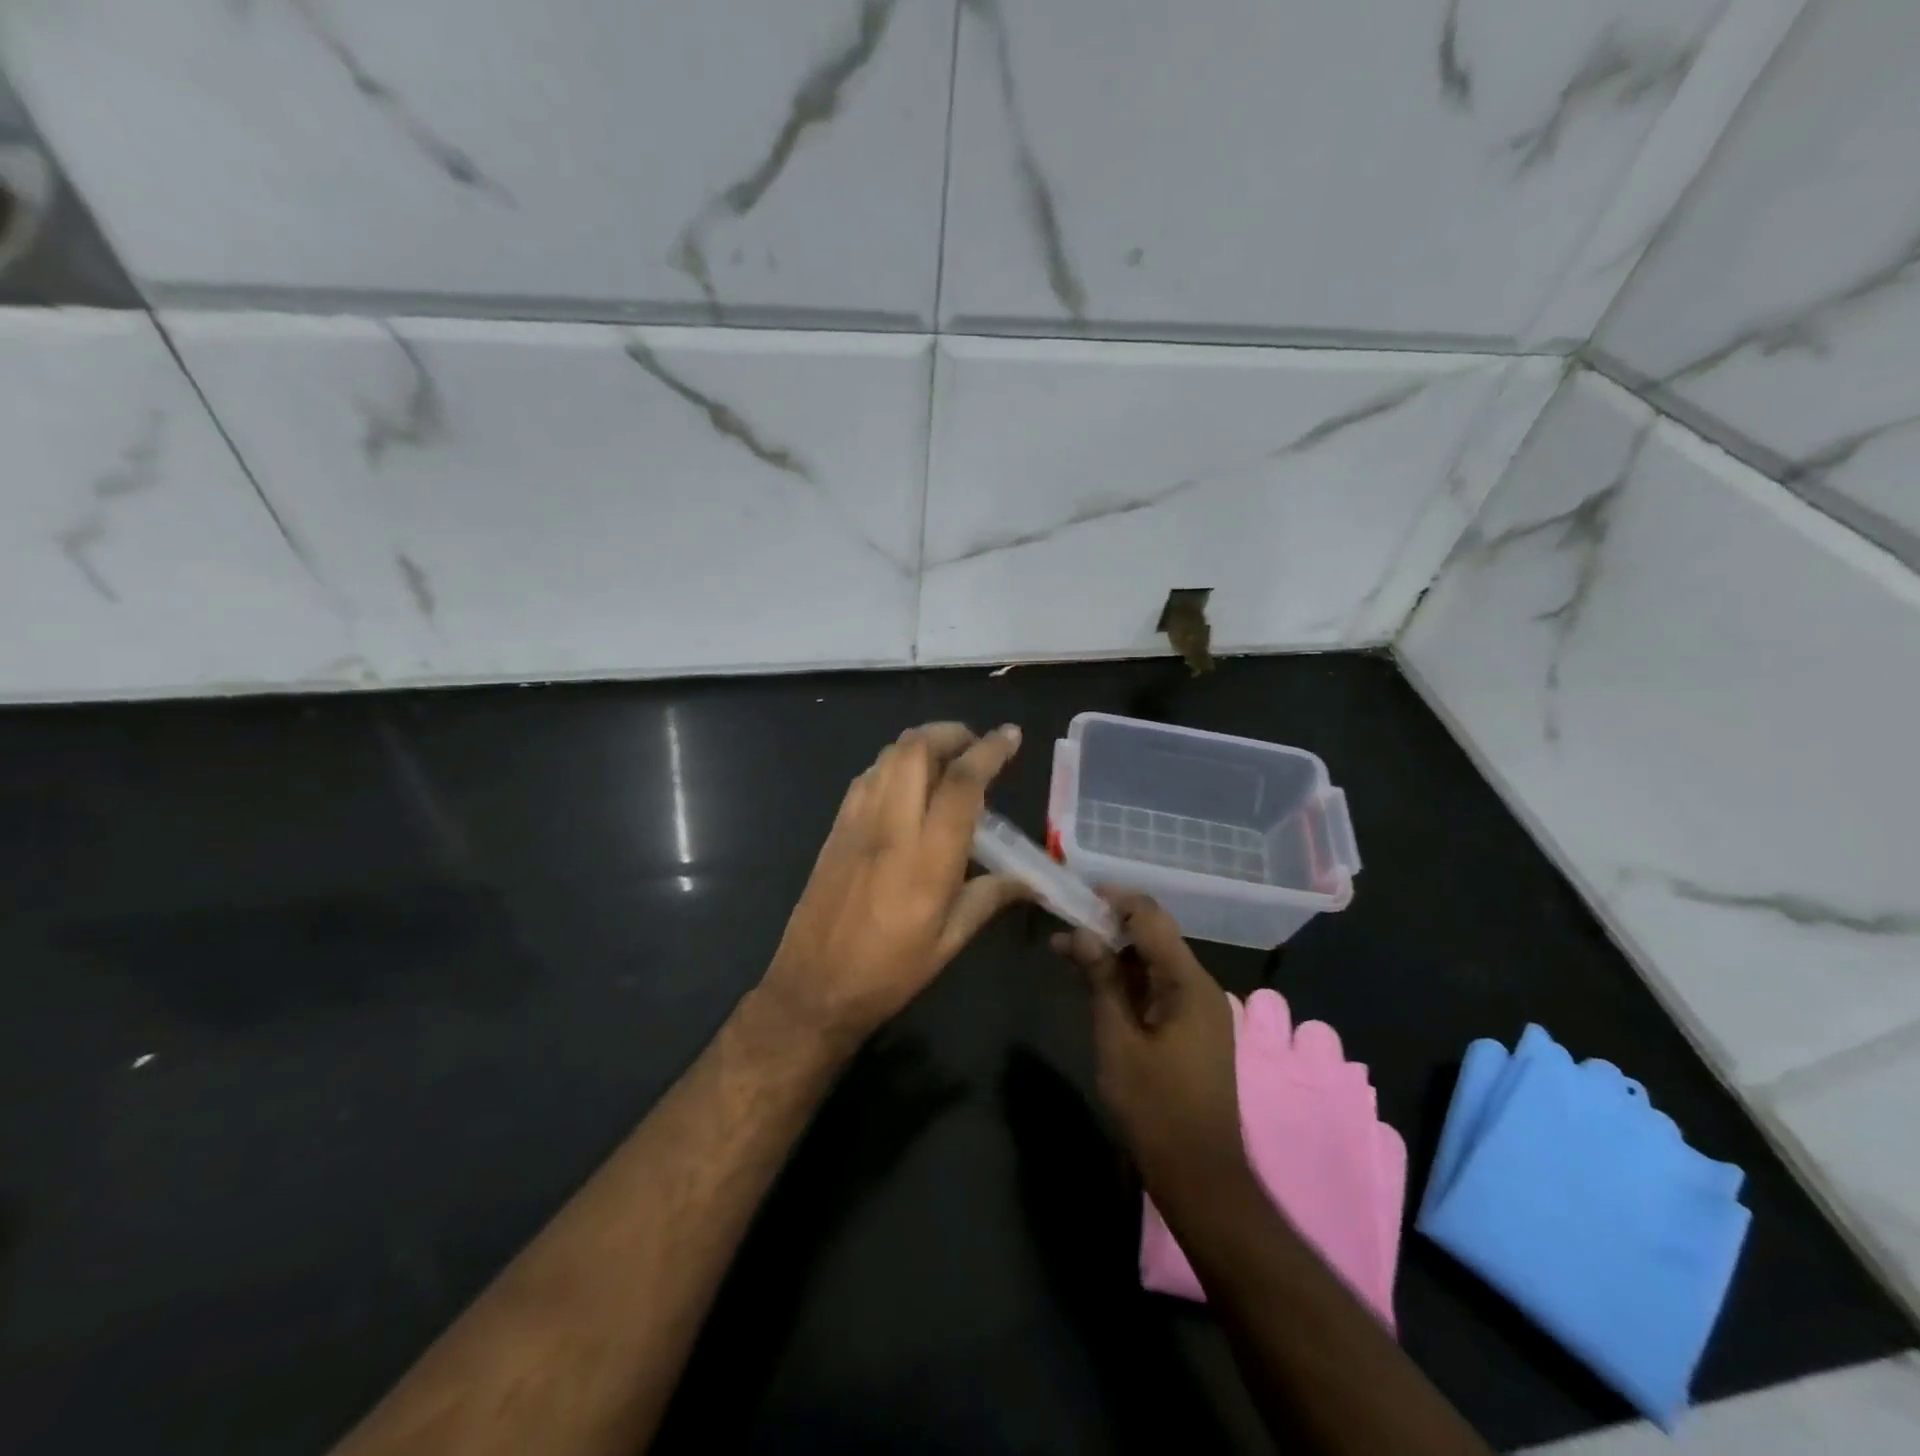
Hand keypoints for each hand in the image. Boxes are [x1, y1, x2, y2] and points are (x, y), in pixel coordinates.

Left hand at [760, 722, 1027, 1045]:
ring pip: (887, 756)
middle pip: (916, 749)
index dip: (990, 750)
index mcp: (928, 857)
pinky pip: (866, 778)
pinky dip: (892, 766)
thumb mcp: (949, 941)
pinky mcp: (835, 829)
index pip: (962, 782)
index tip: (1011, 735)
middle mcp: (891, 826)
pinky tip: (905, 787)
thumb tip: (1031, 881)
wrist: (813, 988)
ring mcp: (857, 823)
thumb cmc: (889, 972)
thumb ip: (990, 898)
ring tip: (944, 762)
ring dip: (920, 745)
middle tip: (974, 746)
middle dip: (950, 733)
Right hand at [1052, 895, 1251, 1210]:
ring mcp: (1199, 1009)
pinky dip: (1127, 980)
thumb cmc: (1155, 1108)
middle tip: (1063, 929)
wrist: (1199, 1174)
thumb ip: (1101, 981)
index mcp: (1187, 983)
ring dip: (1114, 954)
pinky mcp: (1192, 1029)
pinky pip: (1158, 987)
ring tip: (1068, 954)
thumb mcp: (1118, 1040)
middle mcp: (1199, 986)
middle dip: (1108, 926)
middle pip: (1153, 937)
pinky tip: (1096, 984)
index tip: (1076, 893)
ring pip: (1153, 962)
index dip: (1115, 899)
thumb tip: (1080, 933)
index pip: (1151, 917)